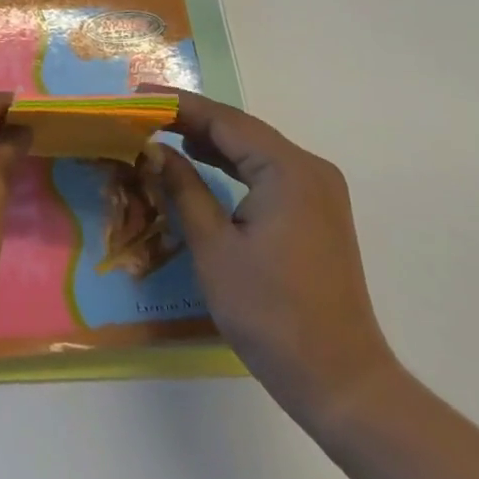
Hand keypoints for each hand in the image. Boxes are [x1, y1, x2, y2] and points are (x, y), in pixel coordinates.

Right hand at [142, 86, 398, 432]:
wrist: (342, 384)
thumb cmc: (271, 314)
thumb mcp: (214, 247)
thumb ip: (183, 187)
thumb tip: (154, 149)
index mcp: (287, 169)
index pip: (223, 119)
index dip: (177, 104)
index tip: (136, 94)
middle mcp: (308, 168)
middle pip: (240, 128)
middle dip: (191, 118)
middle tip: (143, 112)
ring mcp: (317, 190)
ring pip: (253, 148)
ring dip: (210, 140)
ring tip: (162, 131)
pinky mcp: (317, 211)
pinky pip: (267, 170)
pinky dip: (232, 163)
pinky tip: (202, 160)